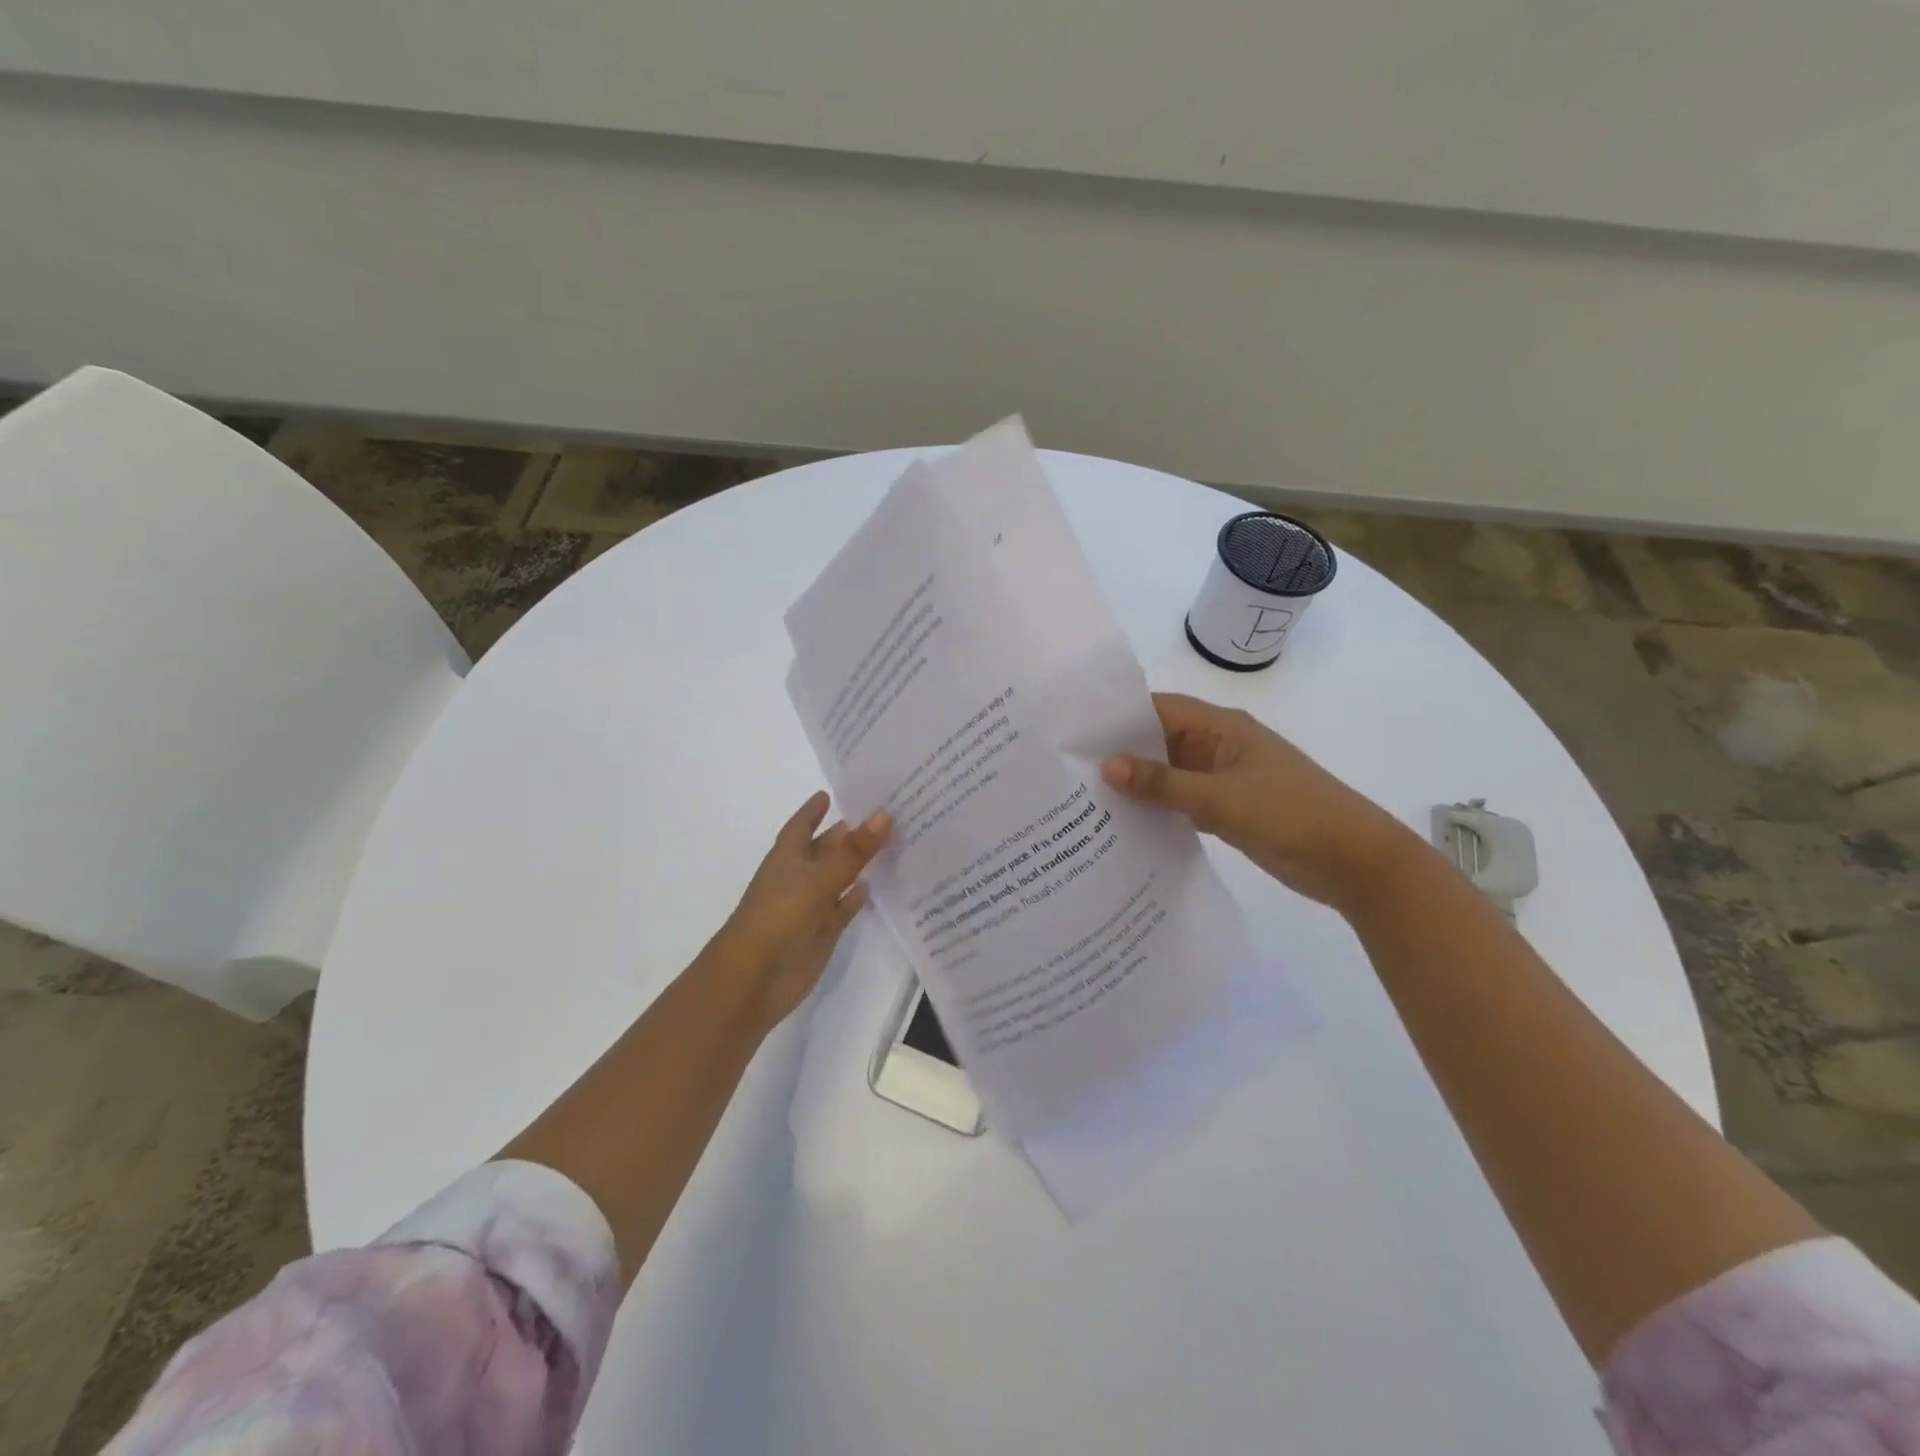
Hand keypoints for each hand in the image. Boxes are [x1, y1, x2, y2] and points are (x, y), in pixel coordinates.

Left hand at [709, 791, 891, 1030]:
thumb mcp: (818, 879)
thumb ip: (853, 851)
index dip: (813, 811)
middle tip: (880, 813)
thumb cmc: (778, 918)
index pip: (801, 826)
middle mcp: (798, 878)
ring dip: (856, 864)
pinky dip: (855, 898)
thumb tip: (884, 813)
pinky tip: (873, 886)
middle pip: (825, 850)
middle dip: (846, 833)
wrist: (754, 980)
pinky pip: (842, 909)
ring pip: (837, 878)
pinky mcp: (821, 933)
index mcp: (787, 858)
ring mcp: (810, 907)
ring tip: (887, 843)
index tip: (831, 793)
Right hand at [1100, 693, 1415, 911]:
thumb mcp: (1220, 798)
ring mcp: (1225, 780)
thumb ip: (1162, 783)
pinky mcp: (1229, 810)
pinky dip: (1160, 810)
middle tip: (1072, 770)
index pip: (1160, 709)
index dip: (1120, 717)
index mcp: (1222, 728)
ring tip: (1088, 799)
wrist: (1354, 862)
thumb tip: (1106, 766)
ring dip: (1140, 785)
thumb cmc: (1290, 814)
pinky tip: (1126, 825)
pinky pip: (1183, 802)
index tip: (1076, 733)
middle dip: (1122, 754)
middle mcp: (1220, 747)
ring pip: (1171, 775)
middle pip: (1161, 741)